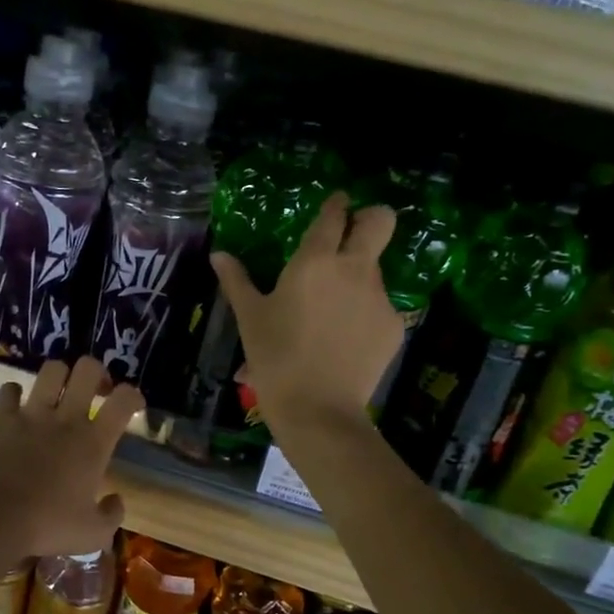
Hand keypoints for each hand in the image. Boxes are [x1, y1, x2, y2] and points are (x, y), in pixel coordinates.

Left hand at [0, 357, 142, 556]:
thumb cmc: (46, 526)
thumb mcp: (92, 535)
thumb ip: (112, 516)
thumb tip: (116, 500)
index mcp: (94, 443)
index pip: (124, 400)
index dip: (134, 395)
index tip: (133, 405)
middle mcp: (66, 419)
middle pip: (88, 369)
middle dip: (96, 373)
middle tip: (95, 391)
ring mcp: (31, 414)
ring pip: (52, 369)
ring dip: (59, 376)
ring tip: (58, 392)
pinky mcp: (0, 418)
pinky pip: (9, 389)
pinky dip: (15, 393)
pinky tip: (17, 406)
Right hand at [212, 192, 402, 430]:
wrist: (318, 410)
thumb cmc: (276, 359)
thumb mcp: (250, 319)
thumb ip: (237, 281)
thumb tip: (219, 254)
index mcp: (315, 261)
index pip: (334, 215)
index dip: (336, 204)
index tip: (335, 204)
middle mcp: (355, 269)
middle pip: (381, 221)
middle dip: (371, 217)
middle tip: (353, 233)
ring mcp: (380, 298)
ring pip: (376, 270)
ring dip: (358, 277)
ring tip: (332, 311)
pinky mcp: (394, 326)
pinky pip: (380, 307)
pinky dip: (364, 315)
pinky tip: (344, 340)